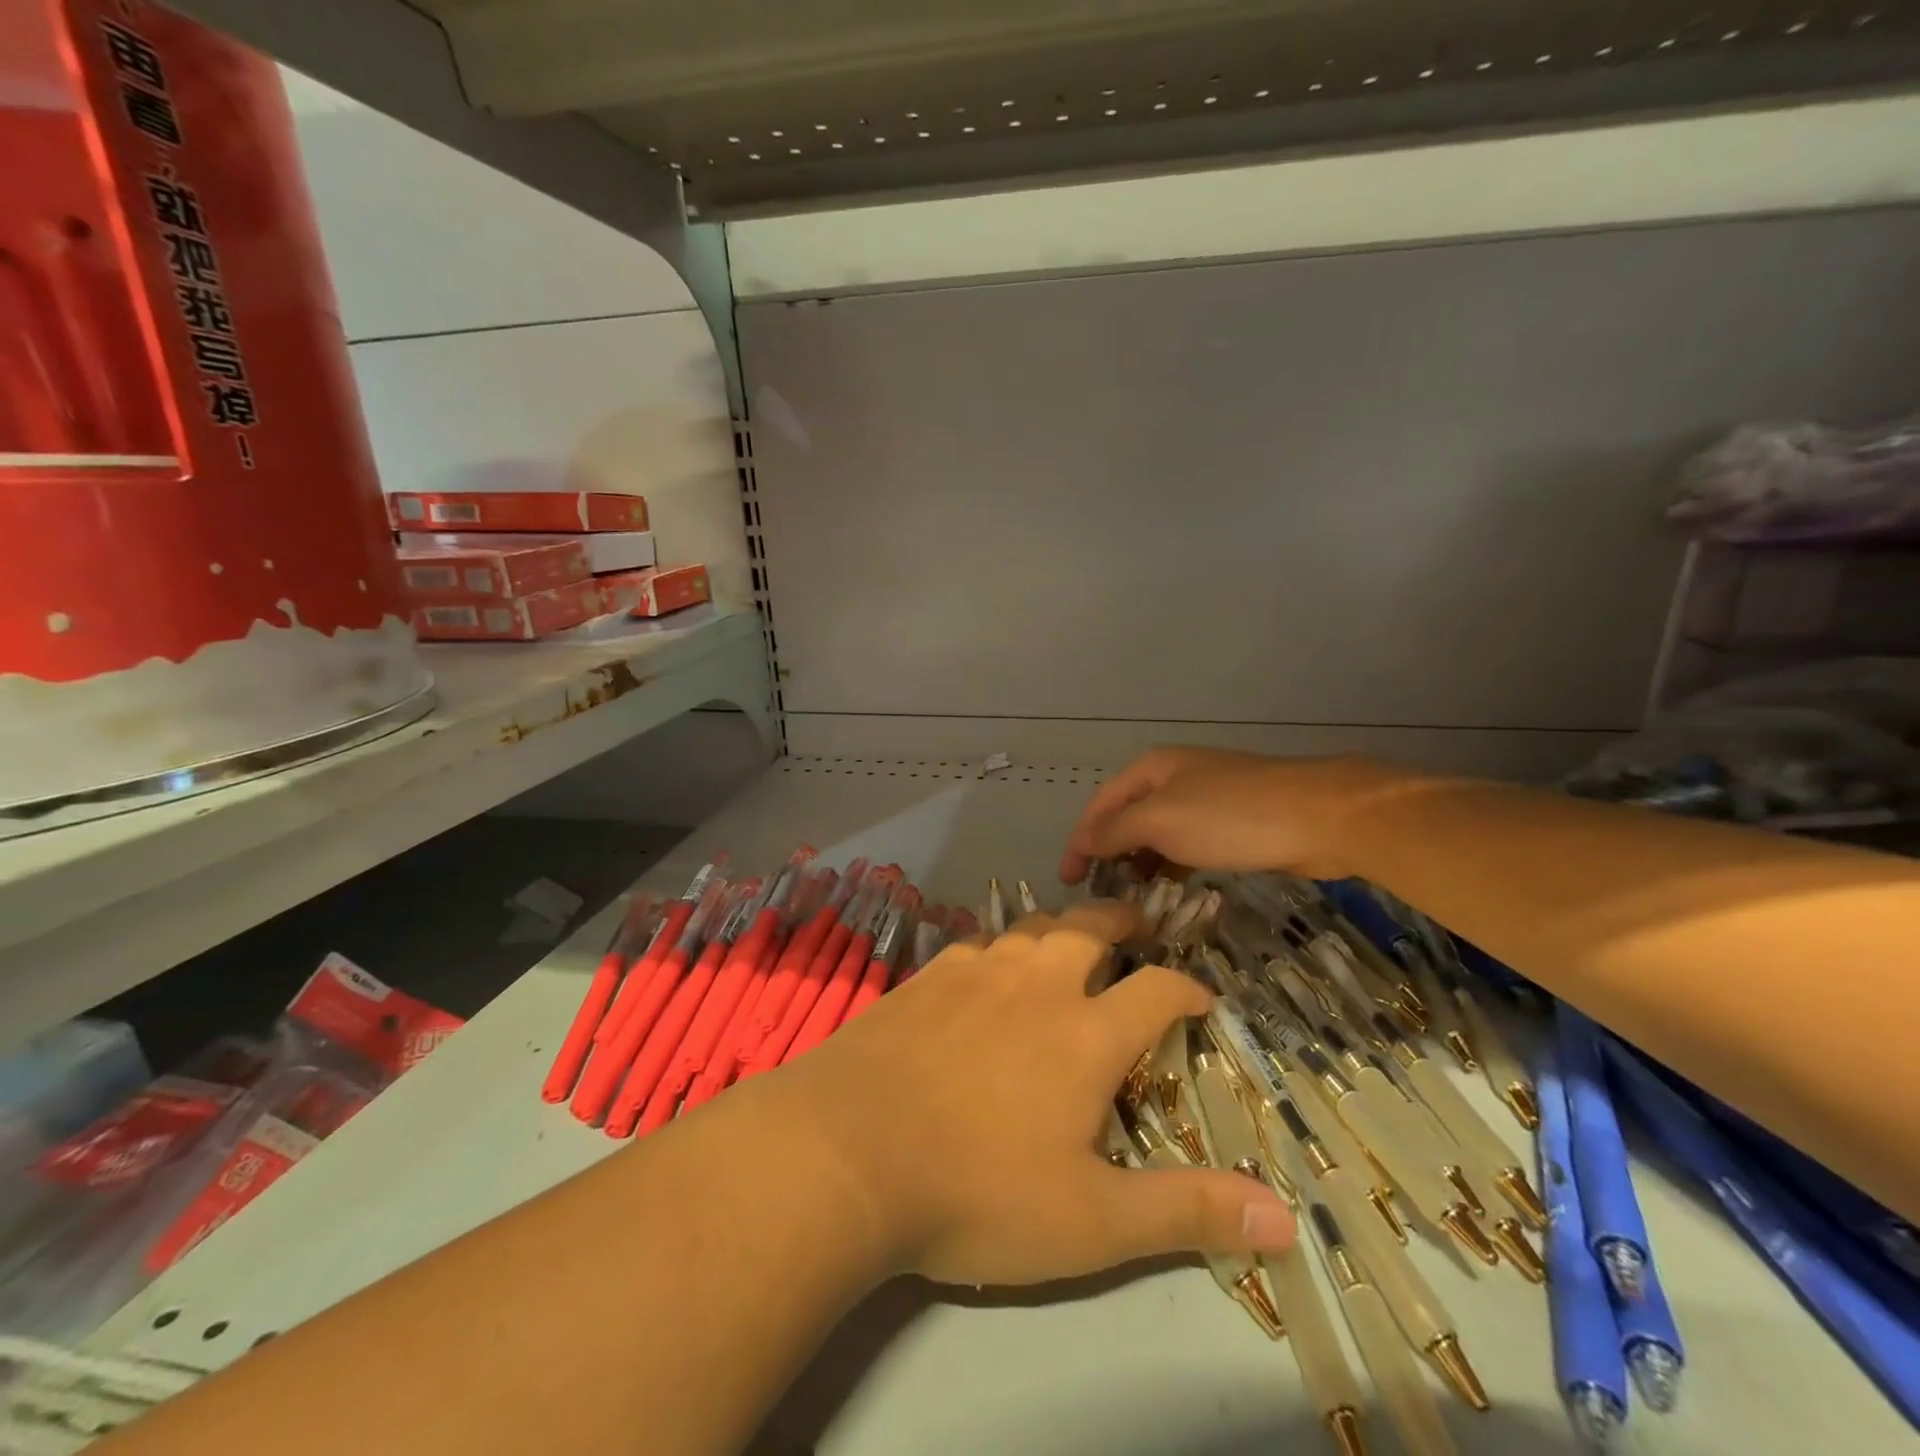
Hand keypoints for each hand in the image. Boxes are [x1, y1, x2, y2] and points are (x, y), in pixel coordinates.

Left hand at [774, 902, 1295, 1285]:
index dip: (1188, 989)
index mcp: (1086, 1032)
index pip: (1157, 990)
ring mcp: (976, 971)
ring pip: (1031, 926)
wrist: (848, 1151)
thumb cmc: (976, 1192)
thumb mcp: (1092, 1221)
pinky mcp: (927, 976)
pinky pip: (978, 943)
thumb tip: (1287, 1219)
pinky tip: (991, 965)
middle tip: (1137, 926)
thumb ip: (1187, 1211)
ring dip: (1061, 926)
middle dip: (1123, 922)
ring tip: (1071, 936)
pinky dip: (1001, 946)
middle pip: (1090, 928)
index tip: (1202, 998)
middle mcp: (1036, 984)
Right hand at [1058, 747, 1414, 885]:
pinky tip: (1170, 889)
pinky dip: (1171, 866)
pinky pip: (1187, 846)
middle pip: (1127, 817)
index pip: (1101, 805)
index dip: (1080, 840)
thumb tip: (1081, 842)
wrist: (1321, 817)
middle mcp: (1175, 779)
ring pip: (1158, 834)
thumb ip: (1114, 830)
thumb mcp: (1160, 820)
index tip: (1068, 881)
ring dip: (1140, 863)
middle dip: (1109, 852)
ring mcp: (1206, 801)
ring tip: (1128, 899)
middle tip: (1097, 895)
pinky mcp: (1233, 825)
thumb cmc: (1230, 816)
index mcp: (1152, 768)